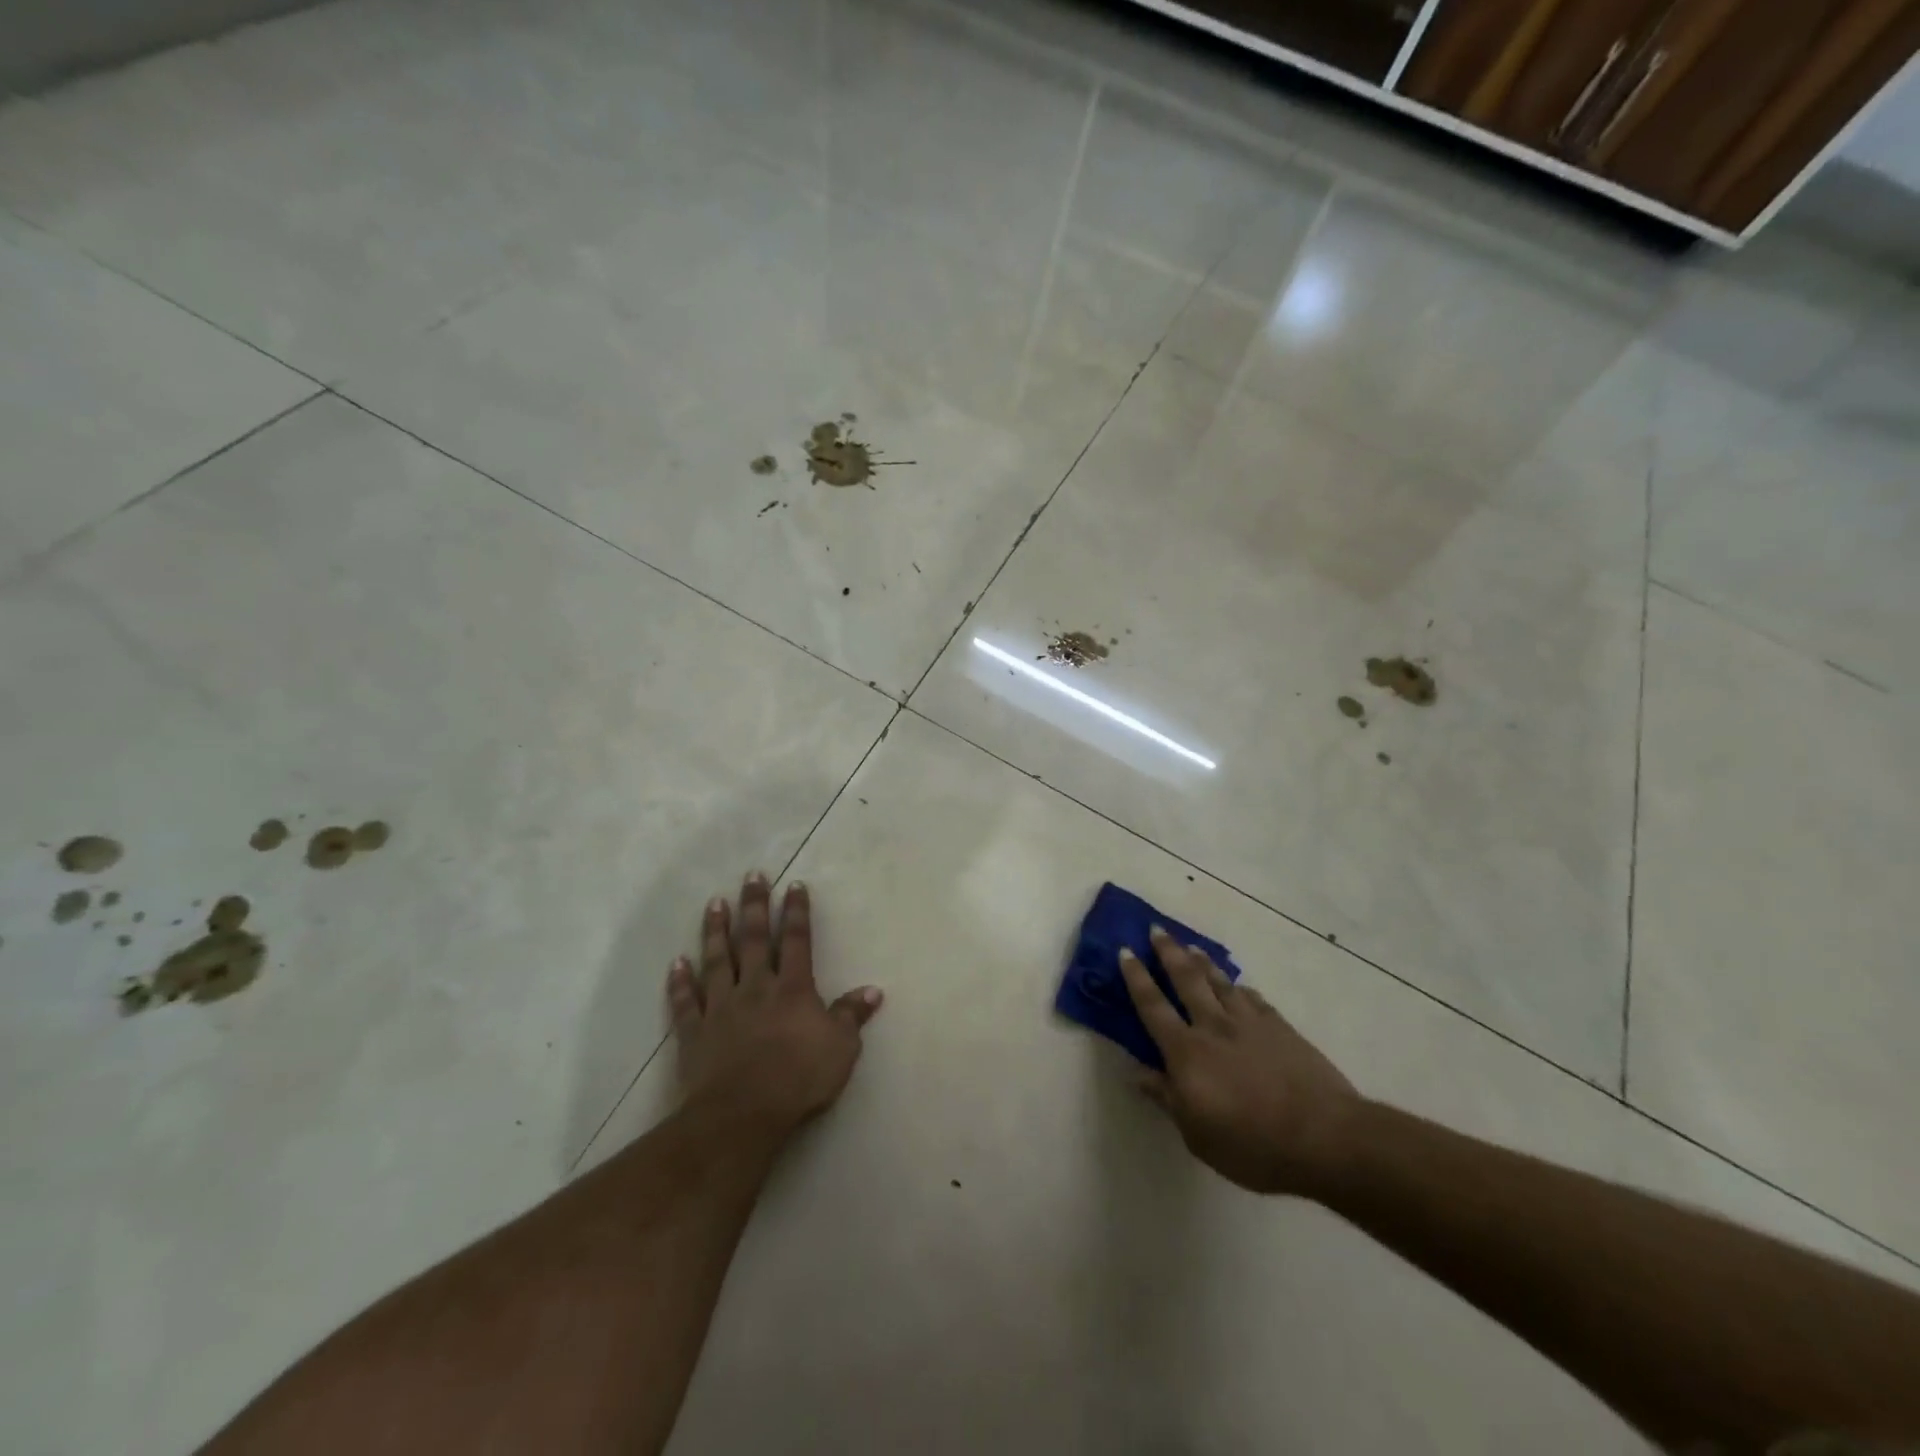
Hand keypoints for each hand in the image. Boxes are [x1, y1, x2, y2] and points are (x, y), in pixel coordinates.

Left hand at [669, 874, 882, 1141]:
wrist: (743, 1113)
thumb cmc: (799, 1078)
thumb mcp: (841, 1048)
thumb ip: (852, 1016)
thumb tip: (873, 991)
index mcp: (793, 988)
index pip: (796, 940)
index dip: (797, 912)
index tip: (794, 885)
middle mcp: (756, 987)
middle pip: (754, 939)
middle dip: (755, 906)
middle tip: (752, 876)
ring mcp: (721, 1007)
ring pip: (717, 961)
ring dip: (716, 931)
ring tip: (715, 903)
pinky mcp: (695, 1032)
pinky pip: (685, 1002)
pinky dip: (679, 982)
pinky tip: (675, 963)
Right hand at [1120, 927, 1359, 1196]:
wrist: (1325, 1137)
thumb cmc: (1252, 1145)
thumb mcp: (1197, 1135)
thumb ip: (1167, 1098)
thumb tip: (1138, 1073)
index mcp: (1186, 1052)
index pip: (1152, 1007)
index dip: (1136, 978)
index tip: (1125, 951)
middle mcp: (1213, 1027)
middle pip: (1186, 980)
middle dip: (1168, 953)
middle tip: (1157, 929)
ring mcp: (1250, 1023)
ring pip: (1220, 982)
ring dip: (1202, 962)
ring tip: (1191, 946)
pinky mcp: (1281, 1028)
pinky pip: (1254, 999)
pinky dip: (1241, 989)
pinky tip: (1239, 985)